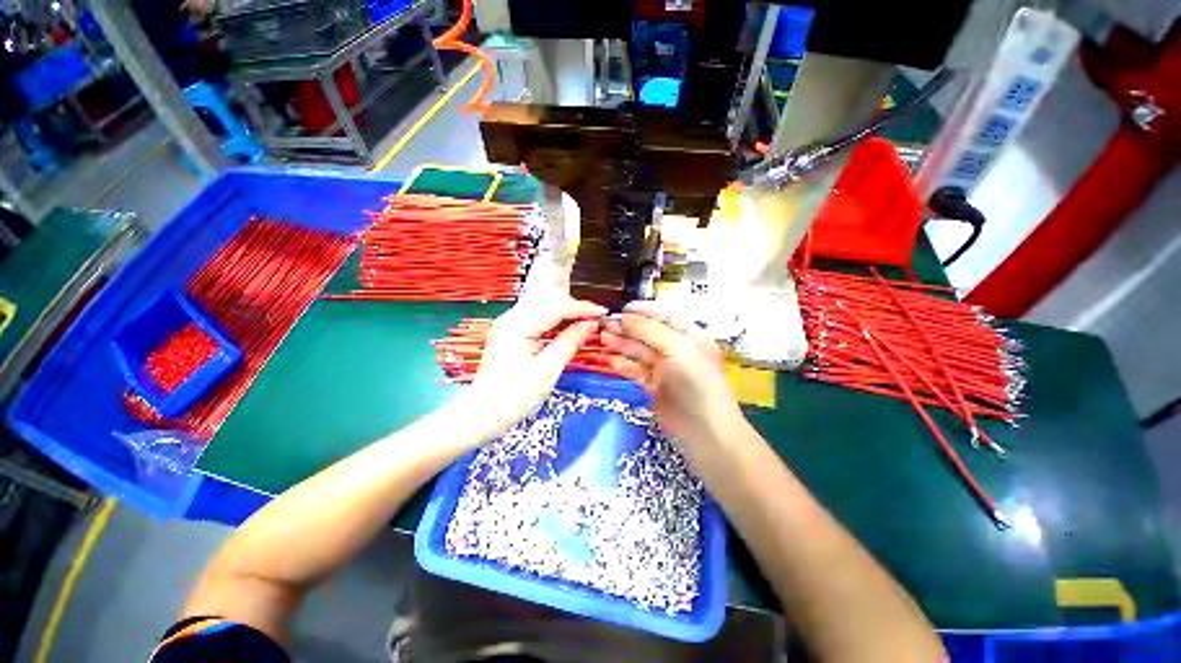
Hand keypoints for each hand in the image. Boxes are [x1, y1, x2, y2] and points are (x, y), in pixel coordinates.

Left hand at [468, 298, 604, 432]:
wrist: (482, 414)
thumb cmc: (514, 396)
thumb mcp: (547, 370)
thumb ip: (569, 342)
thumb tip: (591, 324)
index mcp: (518, 325)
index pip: (556, 306)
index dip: (581, 308)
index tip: (602, 313)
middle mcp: (511, 318)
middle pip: (548, 302)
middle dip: (574, 308)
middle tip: (596, 318)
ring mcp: (509, 325)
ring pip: (543, 309)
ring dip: (565, 313)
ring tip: (586, 322)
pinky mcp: (510, 333)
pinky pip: (537, 319)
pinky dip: (555, 322)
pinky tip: (567, 328)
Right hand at [600, 301, 742, 448]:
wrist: (703, 429)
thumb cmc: (695, 381)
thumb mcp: (677, 348)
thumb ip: (650, 330)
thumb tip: (625, 317)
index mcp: (689, 336)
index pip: (664, 316)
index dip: (644, 311)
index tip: (622, 309)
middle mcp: (677, 349)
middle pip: (648, 333)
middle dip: (628, 328)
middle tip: (605, 325)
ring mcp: (665, 369)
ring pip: (640, 351)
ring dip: (622, 344)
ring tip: (602, 338)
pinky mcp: (654, 386)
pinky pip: (636, 370)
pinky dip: (624, 365)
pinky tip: (611, 360)